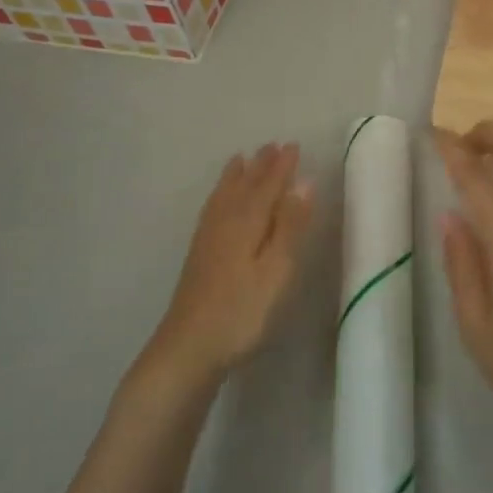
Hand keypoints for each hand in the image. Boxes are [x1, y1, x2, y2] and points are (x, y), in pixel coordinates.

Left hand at [148, 142, 314, 385]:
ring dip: (237, 176)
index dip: (282, 166)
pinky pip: (212, 209)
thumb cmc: (242, 312)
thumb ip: (290, 226)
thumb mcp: (276, 271)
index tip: (293, 145)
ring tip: (241, 159)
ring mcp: (208, 239)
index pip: (268, 186)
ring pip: (225, 196)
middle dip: (260, 166)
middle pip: (245, 186)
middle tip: (272, 145)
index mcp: (247, 222)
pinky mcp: (199, 255)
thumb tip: (304, 182)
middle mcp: (225, 222)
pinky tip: (219, 202)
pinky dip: (219, 195)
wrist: (188, 348)